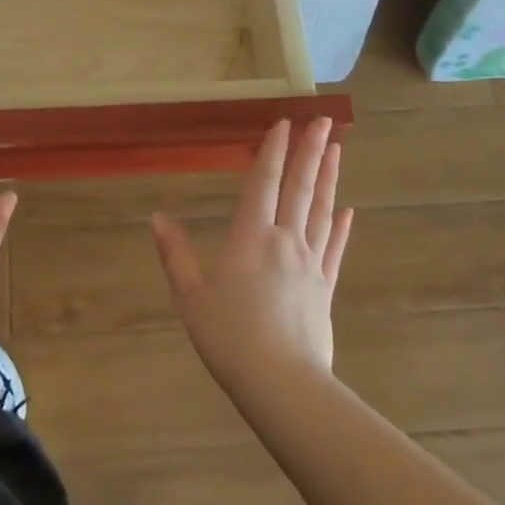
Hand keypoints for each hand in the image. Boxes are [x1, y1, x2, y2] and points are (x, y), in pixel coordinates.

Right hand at [152, 118, 352, 394]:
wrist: (282, 384)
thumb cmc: (230, 337)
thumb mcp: (191, 295)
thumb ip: (175, 254)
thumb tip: (157, 217)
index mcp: (251, 236)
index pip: (264, 182)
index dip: (273, 150)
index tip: (285, 122)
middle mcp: (285, 240)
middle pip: (300, 187)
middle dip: (311, 151)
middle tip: (325, 120)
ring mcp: (310, 264)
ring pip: (321, 210)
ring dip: (329, 178)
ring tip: (337, 149)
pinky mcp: (325, 288)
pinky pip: (334, 250)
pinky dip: (340, 228)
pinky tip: (348, 211)